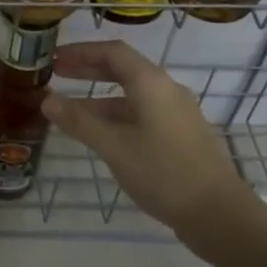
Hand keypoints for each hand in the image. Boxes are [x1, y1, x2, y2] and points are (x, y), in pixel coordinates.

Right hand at [43, 41, 256, 250]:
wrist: (219, 215)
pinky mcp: (180, 136)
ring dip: (99, 96)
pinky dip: (115, 115)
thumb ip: (79, 121)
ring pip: (131, 95)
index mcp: (151, 84)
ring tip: (69, 109)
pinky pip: (141, 113)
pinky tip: (100, 134)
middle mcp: (166, 91)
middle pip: (123, 69)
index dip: (81, 51)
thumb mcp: (114, 146)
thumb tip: (47, 100)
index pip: (112, 52)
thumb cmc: (164, 173)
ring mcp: (176, 114)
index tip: (54, 57)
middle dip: (88, 69)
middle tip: (56, 73)